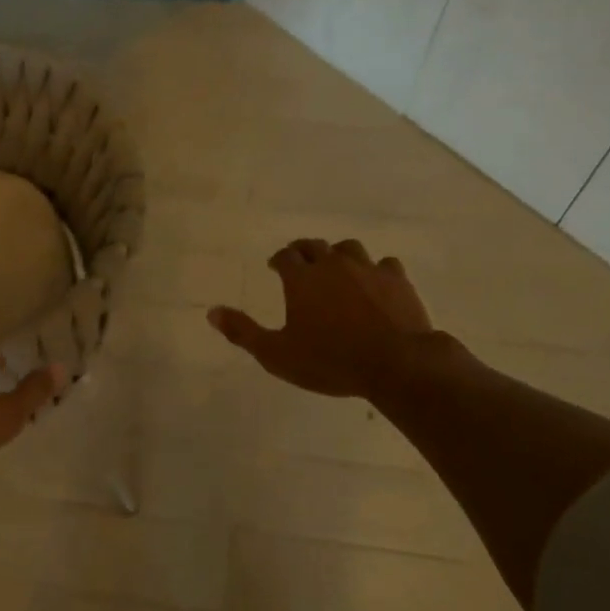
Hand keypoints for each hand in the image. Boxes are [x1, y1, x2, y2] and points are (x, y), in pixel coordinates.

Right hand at [210, 238, 437, 401]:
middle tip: (300, 262)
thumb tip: (212, 312)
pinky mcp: (397, 280)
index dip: (278, 260)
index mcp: (302, 279)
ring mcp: (368, 269)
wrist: (395, 364)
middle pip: (314, 246)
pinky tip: (375, 283)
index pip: (285, 256)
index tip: (274, 267)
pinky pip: (384, 265)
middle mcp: (333, 265)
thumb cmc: (330, 361)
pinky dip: (375, 270)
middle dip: (303, 251)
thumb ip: (243, 332)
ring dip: (338, 255)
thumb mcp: (277, 354)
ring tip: (336, 268)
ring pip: (349, 248)